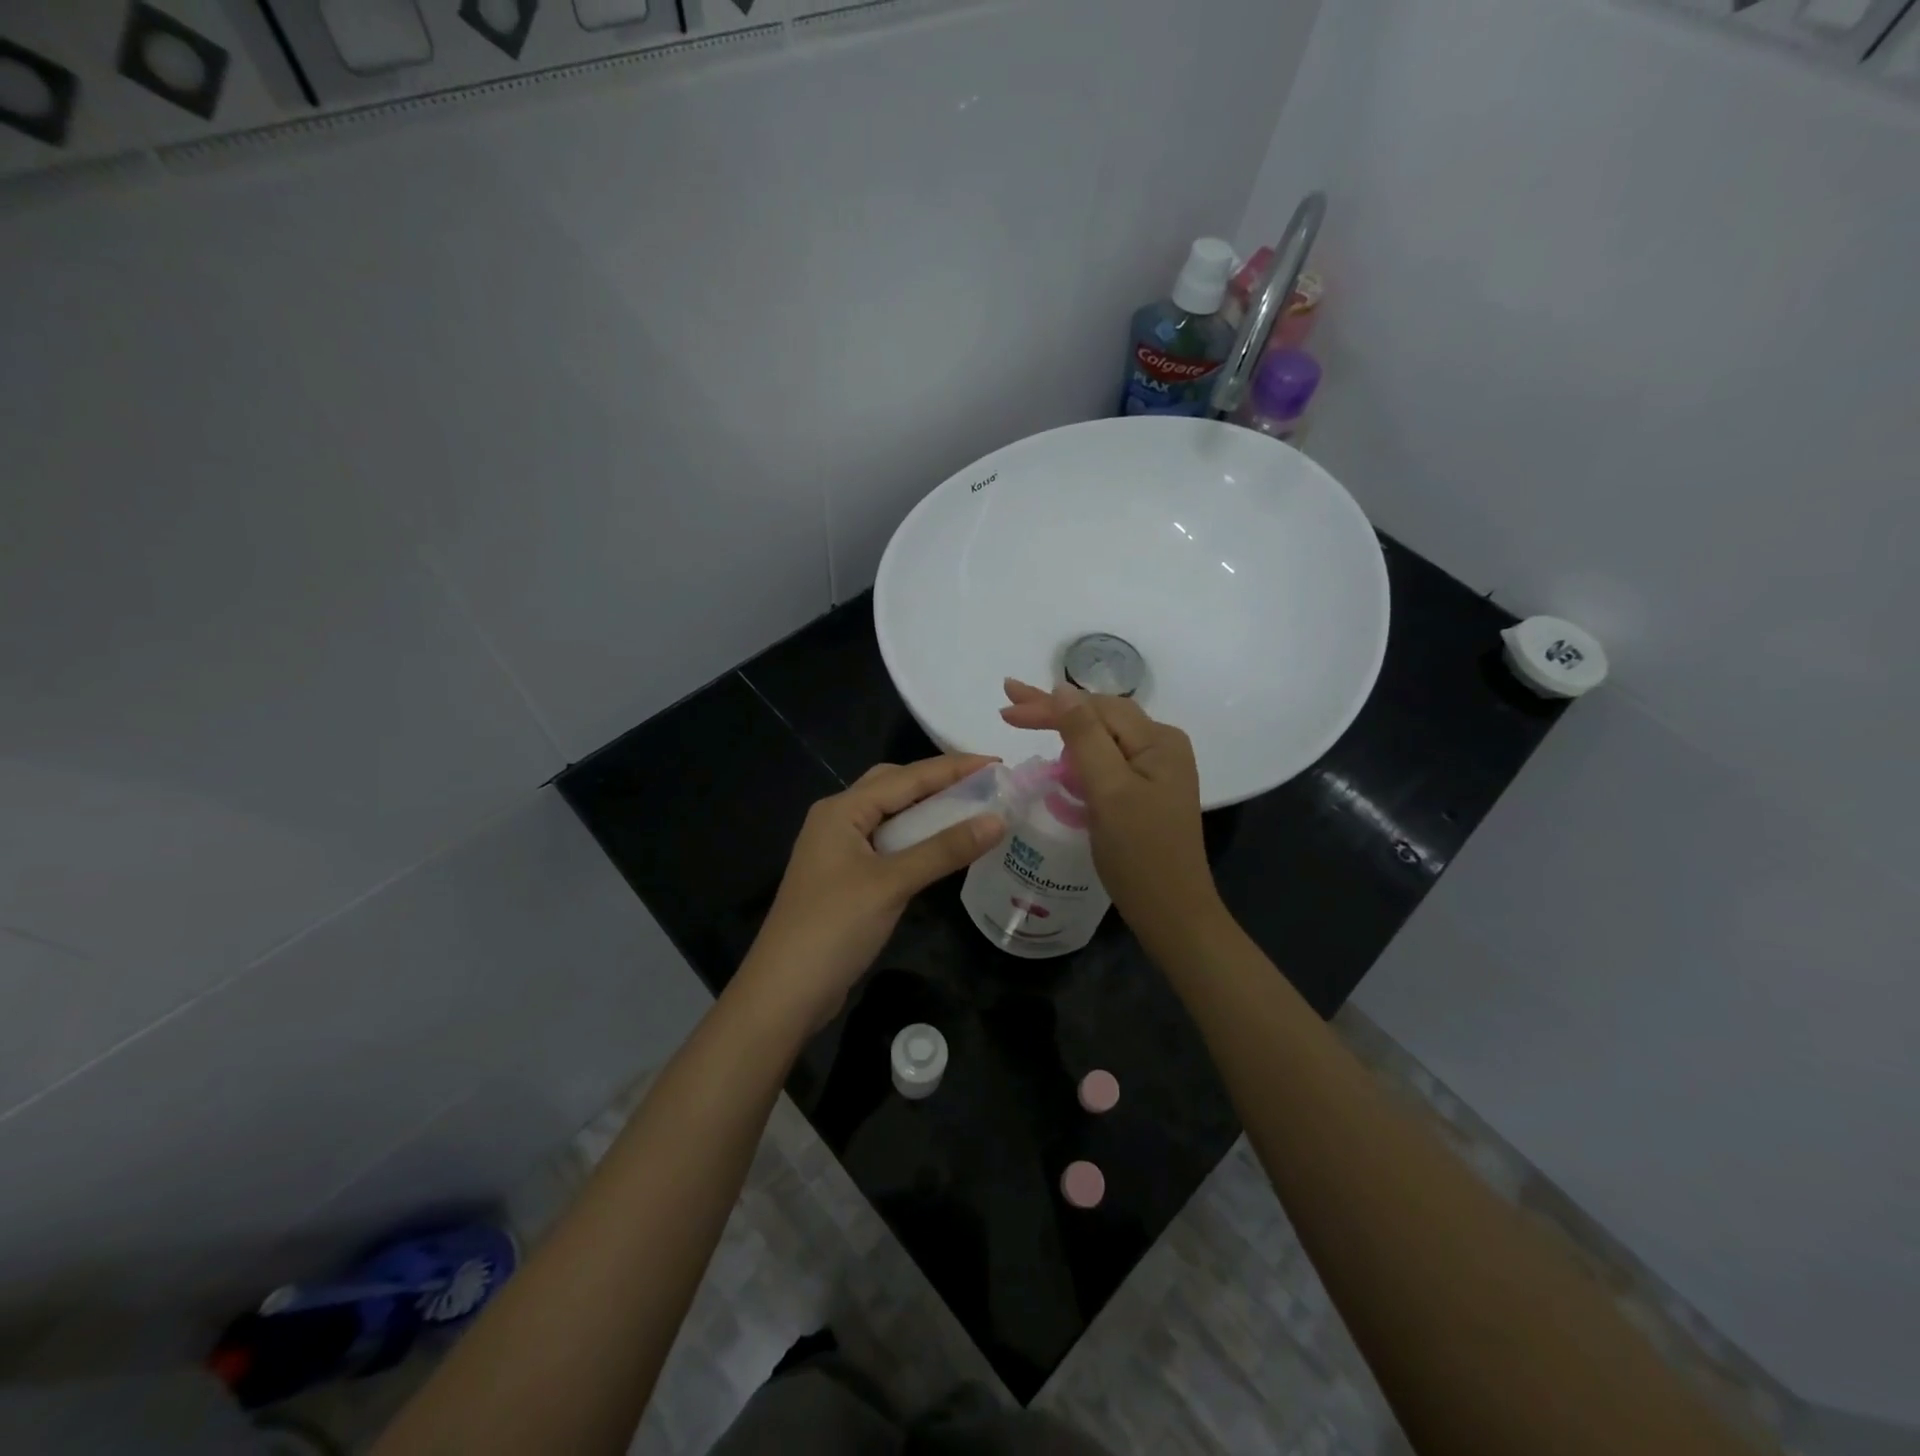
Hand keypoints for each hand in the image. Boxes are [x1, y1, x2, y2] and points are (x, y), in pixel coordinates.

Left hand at [737, 755, 1005, 1028]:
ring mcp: (839, 851)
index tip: (998, 763)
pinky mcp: (846, 878)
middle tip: (984, 786)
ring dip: (928, 812)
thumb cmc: (834, 928)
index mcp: (842, 810)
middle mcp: (838, 820)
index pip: (906, 776)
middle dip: (938, 782)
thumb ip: (944, 849)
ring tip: (973, 812)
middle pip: (894, 787)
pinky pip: (888, 845)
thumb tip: (998, 819)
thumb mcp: (892, 883)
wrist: (784, 993)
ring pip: (891, 817)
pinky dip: (917, 841)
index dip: (954, 768)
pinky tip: (942, 849)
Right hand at [1001, 680, 1221, 941]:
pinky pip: (1108, 760)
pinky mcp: (1146, 791)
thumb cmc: (1140, 853)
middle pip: (1100, 717)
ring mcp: (1156, 770)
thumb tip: (1062, 690)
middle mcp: (1162, 746)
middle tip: (1009, 703)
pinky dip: (1079, 755)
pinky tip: (1061, 756)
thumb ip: (1084, 737)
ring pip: (1102, 737)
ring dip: (1065, 729)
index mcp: (1159, 740)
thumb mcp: (1109, 790)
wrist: (1172, 913)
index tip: (1005, 709)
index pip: (1095, 709)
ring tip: (1027, 719)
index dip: (1048, 706)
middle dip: (1054, 709)